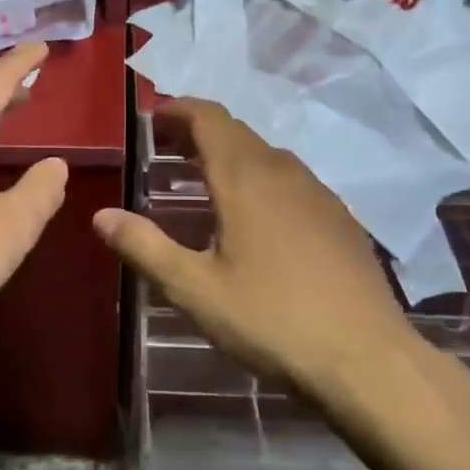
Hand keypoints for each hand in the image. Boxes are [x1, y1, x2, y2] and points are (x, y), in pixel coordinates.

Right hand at [92, 99, 425, 399]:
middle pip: (236, 131)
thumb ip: (144, 247)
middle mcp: (283, 172)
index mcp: (245, 178)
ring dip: (229, 154)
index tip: (153, 118)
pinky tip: (255, 216)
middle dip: (198, 130)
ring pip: (265, 154)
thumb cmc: (272, 319)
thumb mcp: (194, 288)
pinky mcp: (340, 218)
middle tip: (166, 149)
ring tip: (203, 179)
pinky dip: (259, 177)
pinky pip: (290, 179)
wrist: (368, 359)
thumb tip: (101, 215)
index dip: (178, 109)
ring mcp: (318, 193)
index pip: (209, 117)